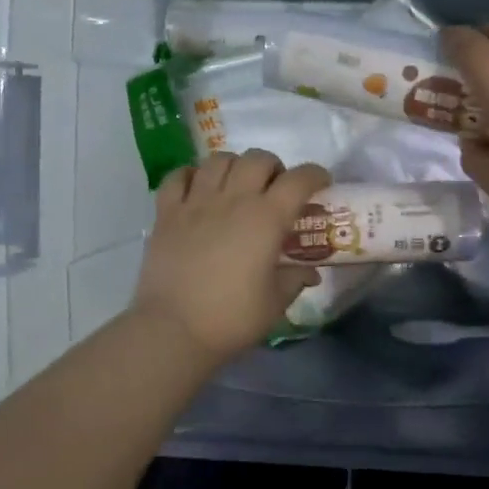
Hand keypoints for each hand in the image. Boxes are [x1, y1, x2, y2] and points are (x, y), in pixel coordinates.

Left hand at [132, 150, 328, 362]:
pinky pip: (178, 176)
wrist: (173, 330)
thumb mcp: (275, 303)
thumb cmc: (232, 318)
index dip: (315, 175)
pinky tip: (198, 190)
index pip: (299, 179)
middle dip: (274, 167)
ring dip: (235, 166)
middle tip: (275, 189)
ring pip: (219, 159)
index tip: (321, 183)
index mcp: (266, 218)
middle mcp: (233, 199)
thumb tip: (309, 272)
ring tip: (237, 186)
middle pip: (258, 158)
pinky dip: (192, 175)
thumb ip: (295, 279)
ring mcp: (196, 202)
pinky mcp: (166, 213)